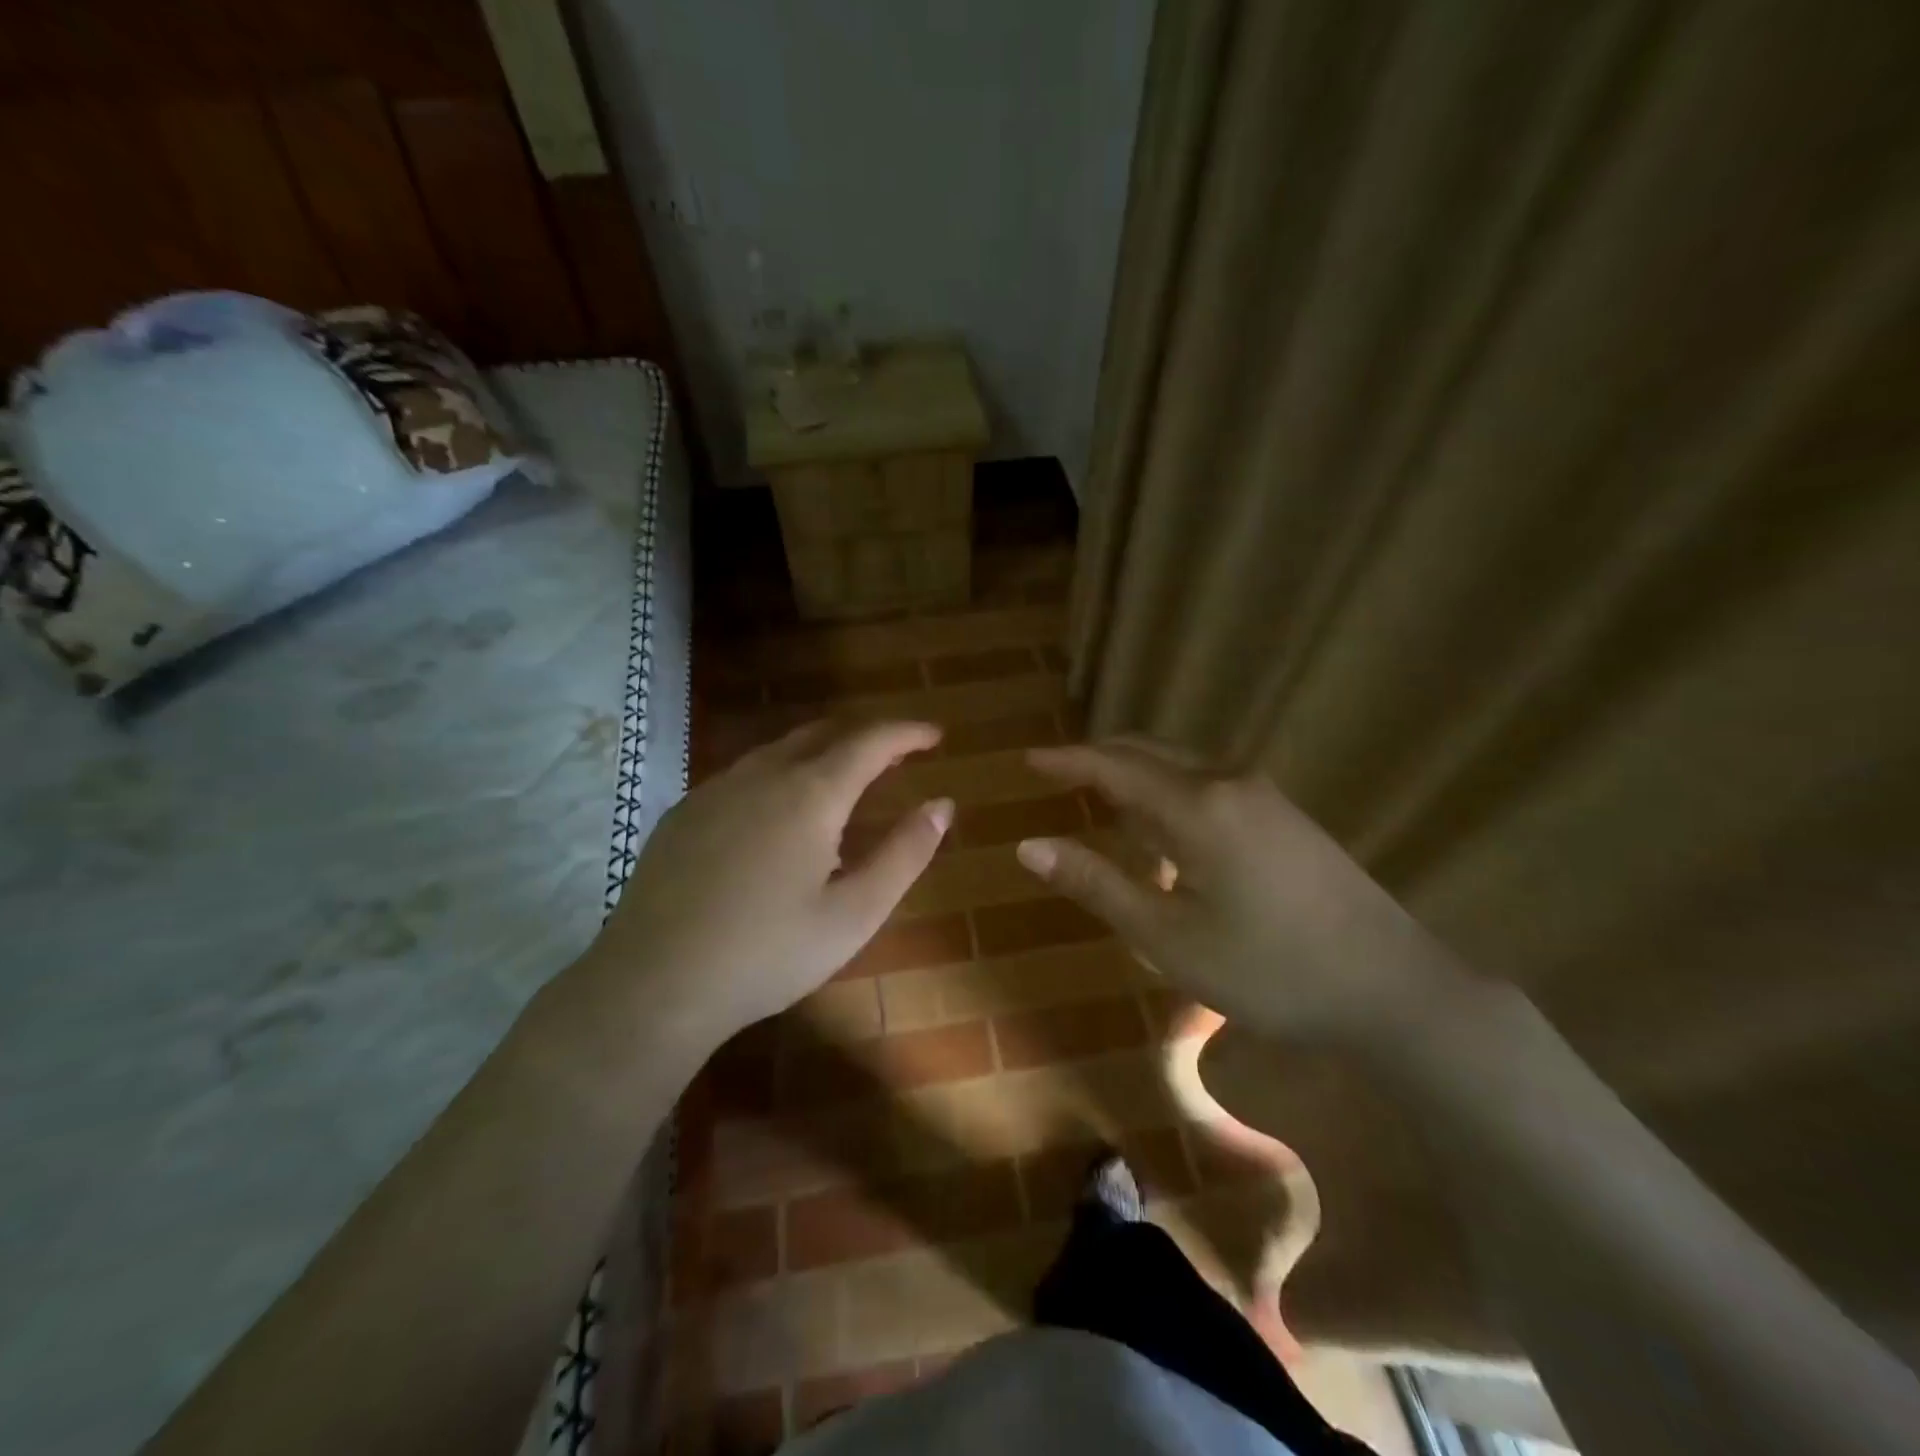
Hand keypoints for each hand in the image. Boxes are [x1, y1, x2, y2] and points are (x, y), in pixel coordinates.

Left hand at [582, 720, 951, 1049]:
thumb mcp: (854, 914)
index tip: (934, 735)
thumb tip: (942, 805)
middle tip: (897, 753)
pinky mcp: (684, 812)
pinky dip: (781, 772)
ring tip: (845, 777)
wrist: (653, 984)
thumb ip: (904, 853)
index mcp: (810, 794)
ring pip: (780, 749)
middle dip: (866, 735)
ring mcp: (716, 789)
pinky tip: (779, 810)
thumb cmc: (767, 954)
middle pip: (823, 733)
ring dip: (822, 751)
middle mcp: (762, 775)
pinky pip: (745, 773)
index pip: (870, 741)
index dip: (906, 732)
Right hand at [1016, 738, 1467, 1050]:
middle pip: (1151, 752)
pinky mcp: (1286, 817)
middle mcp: (1230, 783)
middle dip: (1100, 757)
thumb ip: (1097, 884)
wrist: (1394, 989)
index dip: (1068, 761)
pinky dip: (1170, 790)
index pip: (1115, 767)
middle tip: (1058, 772)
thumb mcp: (1167, 937)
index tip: (1029, 759)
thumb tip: (1029, 845)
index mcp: (1198, 805)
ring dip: (1137, 773)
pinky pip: (1210, 784)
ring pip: (1183, 766)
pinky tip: (1164, 825)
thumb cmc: (1269, 969)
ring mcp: (1265, 796)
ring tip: (1100, 795)